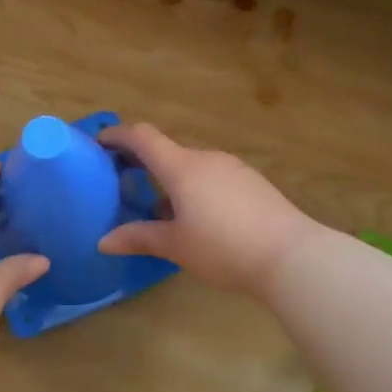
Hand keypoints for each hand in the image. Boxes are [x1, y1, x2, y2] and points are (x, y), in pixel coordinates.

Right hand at [97, 123, 322, 297]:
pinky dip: (194, 189)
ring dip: (170, 180)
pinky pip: (213, 178)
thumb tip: (103, 242)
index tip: (99, 142)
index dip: (118, 135)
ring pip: (192, 167)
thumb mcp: (175, 245)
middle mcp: (207, 159)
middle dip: (143, 164)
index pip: (142, 137)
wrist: (292, 256)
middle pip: (167, 152)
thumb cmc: (224, 248)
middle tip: (123, 184)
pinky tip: (197, 219)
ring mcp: (233, 169)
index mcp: (182, 167)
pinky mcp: (253, 184)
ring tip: (159, 209)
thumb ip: (139, 238)